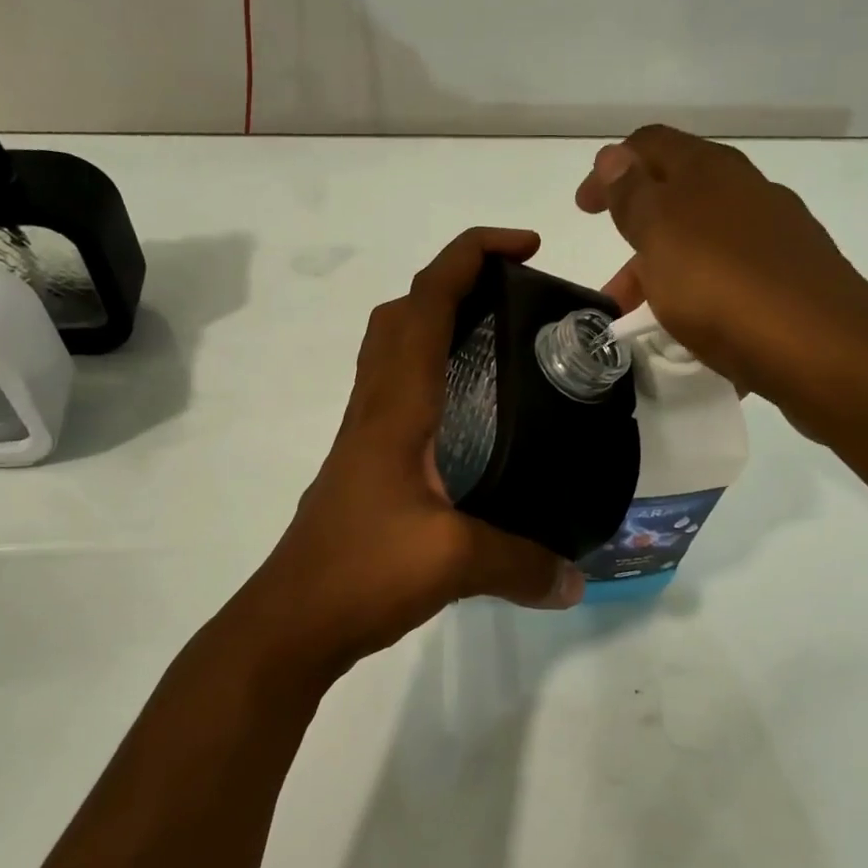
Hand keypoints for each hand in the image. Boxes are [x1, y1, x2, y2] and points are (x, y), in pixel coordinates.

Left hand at [249, 228, 585, 675]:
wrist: (291, 621)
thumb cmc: (360, 573)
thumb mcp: (453, 563)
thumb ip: (521, 564)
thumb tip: (576, 580)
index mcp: (395, 406)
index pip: (425, 302)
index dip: (471, 256)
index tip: (526, 246)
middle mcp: (375, 407)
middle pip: (401, 313)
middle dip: (455, 280)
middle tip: (514, 294)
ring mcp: (365, 436)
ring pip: (393, 350)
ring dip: (437, 323)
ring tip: (499, 341)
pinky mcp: (366, 465)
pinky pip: (398, 393)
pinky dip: (432, 374)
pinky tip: (472, 416)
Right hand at [578, 125, 867, 435]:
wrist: (822, 348)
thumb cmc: (724, 287)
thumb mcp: (661, 235)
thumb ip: (633, 195)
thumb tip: (614, 155)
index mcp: (709, 172)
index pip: (649, 146)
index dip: (610, 169)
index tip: (584, 209)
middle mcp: (746, 193)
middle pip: (677, 200)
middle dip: (636, 240)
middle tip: (612, 291)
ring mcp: (776, 237)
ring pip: (704, 246)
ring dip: (666, 277)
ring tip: (648, 326)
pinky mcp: (794, 280)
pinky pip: (732, 282)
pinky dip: (702, 300)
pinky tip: (697, 334)